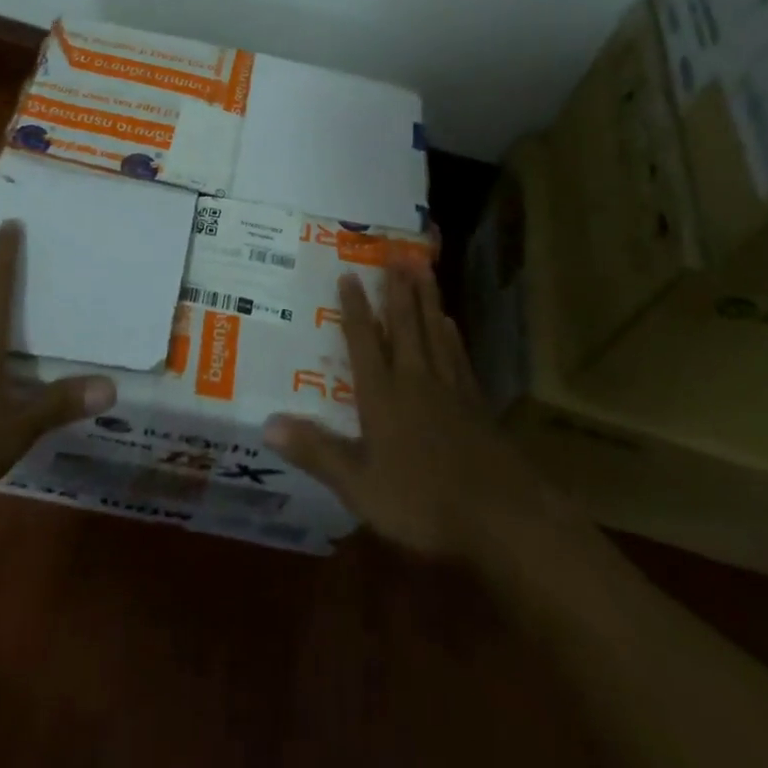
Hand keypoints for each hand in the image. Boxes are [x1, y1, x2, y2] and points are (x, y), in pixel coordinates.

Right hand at [264, 260, 561, 560]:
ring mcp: (449, 388)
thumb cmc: (423, 502)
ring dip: (426, 299)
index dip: (355, 308)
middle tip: (396, 252)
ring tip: (423, 269)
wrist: (500, 514)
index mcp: (382, 396)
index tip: (349, 274)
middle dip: (398, 289)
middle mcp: (414, 380)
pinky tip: (450, 324)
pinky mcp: (475, 403)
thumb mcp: (359, 486)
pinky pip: (458, 356)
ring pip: (434, 331)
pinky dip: (451, 335)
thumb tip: (267, 423)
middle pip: (405, 325)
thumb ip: (316, 452)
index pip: (364, 342)